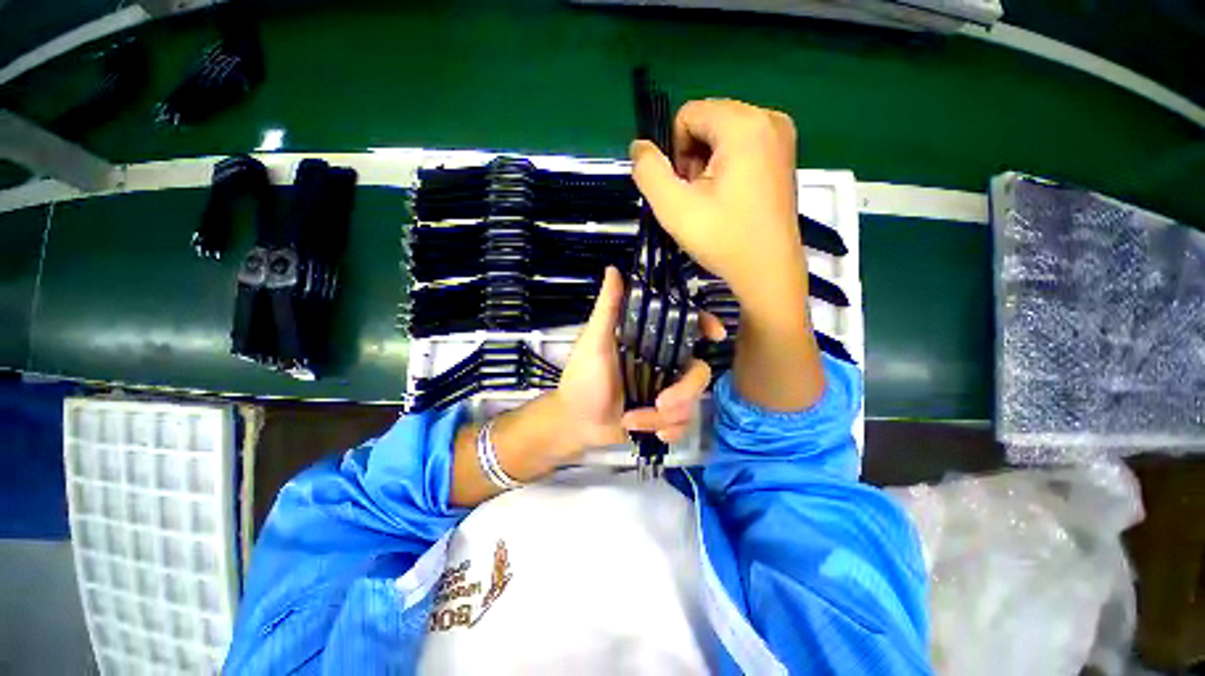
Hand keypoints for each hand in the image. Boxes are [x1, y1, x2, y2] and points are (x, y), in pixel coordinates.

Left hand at [550, 266, 725, 457]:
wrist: (577, 424)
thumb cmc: (582, 379)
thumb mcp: (593, 343)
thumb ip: (607, 309)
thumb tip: (614, 269)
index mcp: (647, 342)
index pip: (683, 327)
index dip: (705, 325)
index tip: (715, 334)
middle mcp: (662, 363)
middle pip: (698, 372)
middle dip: (684, 392)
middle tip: (661, 404)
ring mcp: (665, 390)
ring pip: (692, 402)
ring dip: (665, 417)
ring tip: (633, 421)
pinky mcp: (664, 416)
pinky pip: (684, 423)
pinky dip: (669, 430)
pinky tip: (653, 434)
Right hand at [631, 99, 823, 411]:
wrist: (767, 272)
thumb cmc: (722, 239)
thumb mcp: (673, 207)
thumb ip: (648, 171)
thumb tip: (640, 146)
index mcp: (744, 124)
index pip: (688, 114)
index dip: (675, 152)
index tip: (686, 189)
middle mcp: (769, 119)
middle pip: (707, 122)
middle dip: (692, 158)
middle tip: (699, 198)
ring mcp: (781, 137)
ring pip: (722, 135)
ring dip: (707, 165)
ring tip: (713, 201)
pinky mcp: (784, 156)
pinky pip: (742, 147)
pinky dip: (727, 168)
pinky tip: (729, 199)